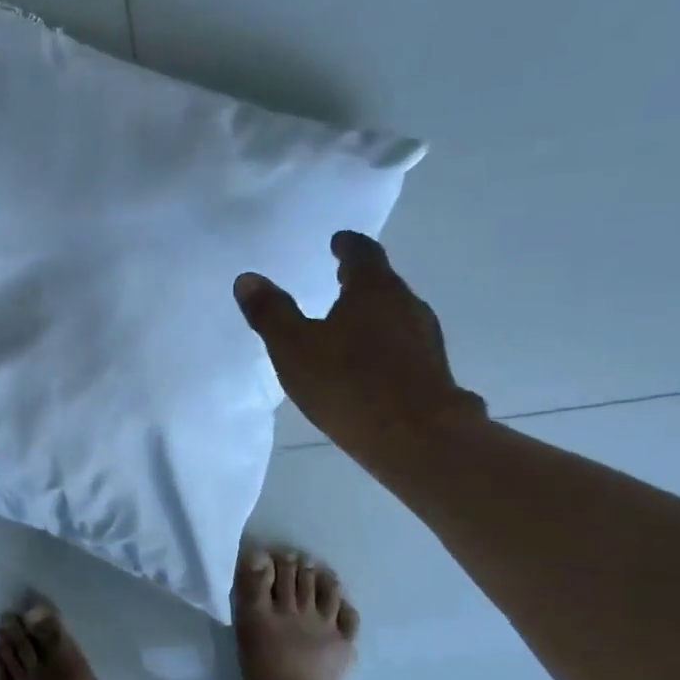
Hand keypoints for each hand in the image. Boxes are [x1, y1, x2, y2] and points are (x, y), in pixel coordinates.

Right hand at [234, 232, 485, 463]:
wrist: (416, 438)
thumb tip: (247, 279)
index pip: (363, 254)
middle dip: (359, 281)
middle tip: (338, 280)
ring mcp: (425, 340)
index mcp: (374, 290)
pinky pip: (403, 346)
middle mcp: (407, 305)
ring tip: (347, 324)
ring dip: (373, 314)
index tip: (338, 241)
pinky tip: (368, 366)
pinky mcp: (432, 372)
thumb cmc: (348, 383)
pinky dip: (383, 345)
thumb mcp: (294, 348)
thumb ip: (271, 313)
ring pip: (395, 315)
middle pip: (383, 283)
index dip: (347, 246)